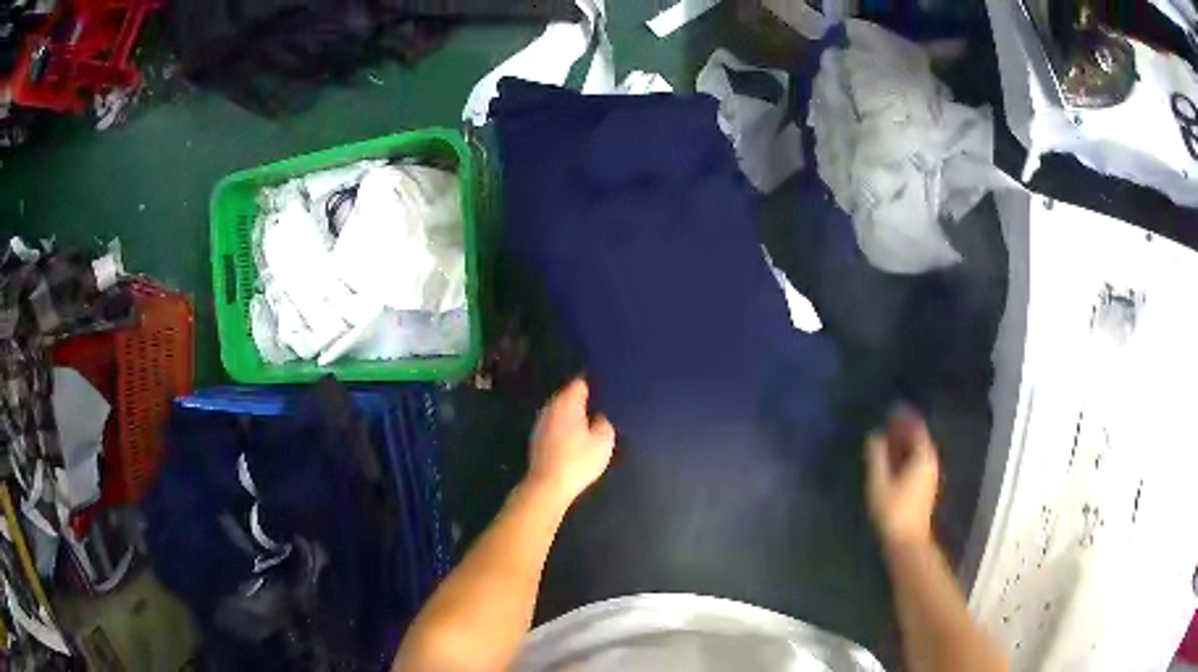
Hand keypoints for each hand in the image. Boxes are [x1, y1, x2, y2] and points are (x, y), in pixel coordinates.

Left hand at [527, 378, 615, 506]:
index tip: (605, 388)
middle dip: (582, 398)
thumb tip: (599, 415)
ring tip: (589, 420)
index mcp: (567, 403)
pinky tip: (574, 436)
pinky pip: (554, 424)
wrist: (548, 485)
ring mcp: (541, 422)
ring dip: (572, 413)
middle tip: (600, 404)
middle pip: (567, 395)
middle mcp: (551, 407)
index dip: (593, 384)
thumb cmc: (578, 460)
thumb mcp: (603, 441)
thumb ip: (604, 422)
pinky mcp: (537, 438)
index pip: (580, 382)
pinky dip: (564, 426)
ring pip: (560, 410)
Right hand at [865, 410, 939, 549]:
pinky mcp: (925, 487)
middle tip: (888, 420)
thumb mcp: (879, 482)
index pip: (916, 428)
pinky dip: (906, 454)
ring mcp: (930, 475)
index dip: (904, 416)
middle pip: (919, 438)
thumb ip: (877, 456)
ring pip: (918, 451)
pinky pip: (917, 461)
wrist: (907, 541)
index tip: (892, 407)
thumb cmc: (892, 510)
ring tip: (888, 436)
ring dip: (905, 442)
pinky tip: (894, 458)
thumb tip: (874, 435)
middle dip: (904, 428)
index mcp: (923, 456)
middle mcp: (930, 462)